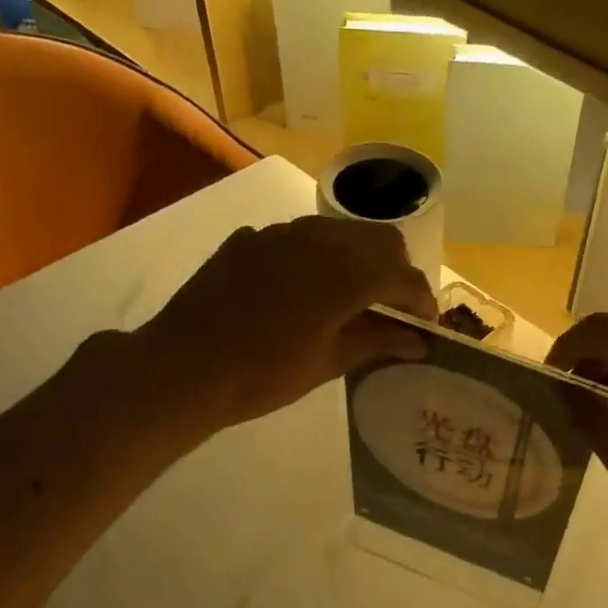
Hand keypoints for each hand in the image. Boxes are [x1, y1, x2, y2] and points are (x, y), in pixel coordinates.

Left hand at [138, 216, 437, 428]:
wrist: (183, 367)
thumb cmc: (264, 375)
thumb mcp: (328, 363)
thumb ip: (377, 342)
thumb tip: (418, 341)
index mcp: (346, 274)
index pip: (404, 276)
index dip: (422, 301)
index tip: (424, 326)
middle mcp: (319, 239)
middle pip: (380, 240)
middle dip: (396, 271)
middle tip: (392, 309)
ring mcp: (280, 233)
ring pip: (340, 232)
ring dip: (358, 259)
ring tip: (351, 298)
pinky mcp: (250, 239)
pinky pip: (299, 238)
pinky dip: (317, 259)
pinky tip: (302, 292)